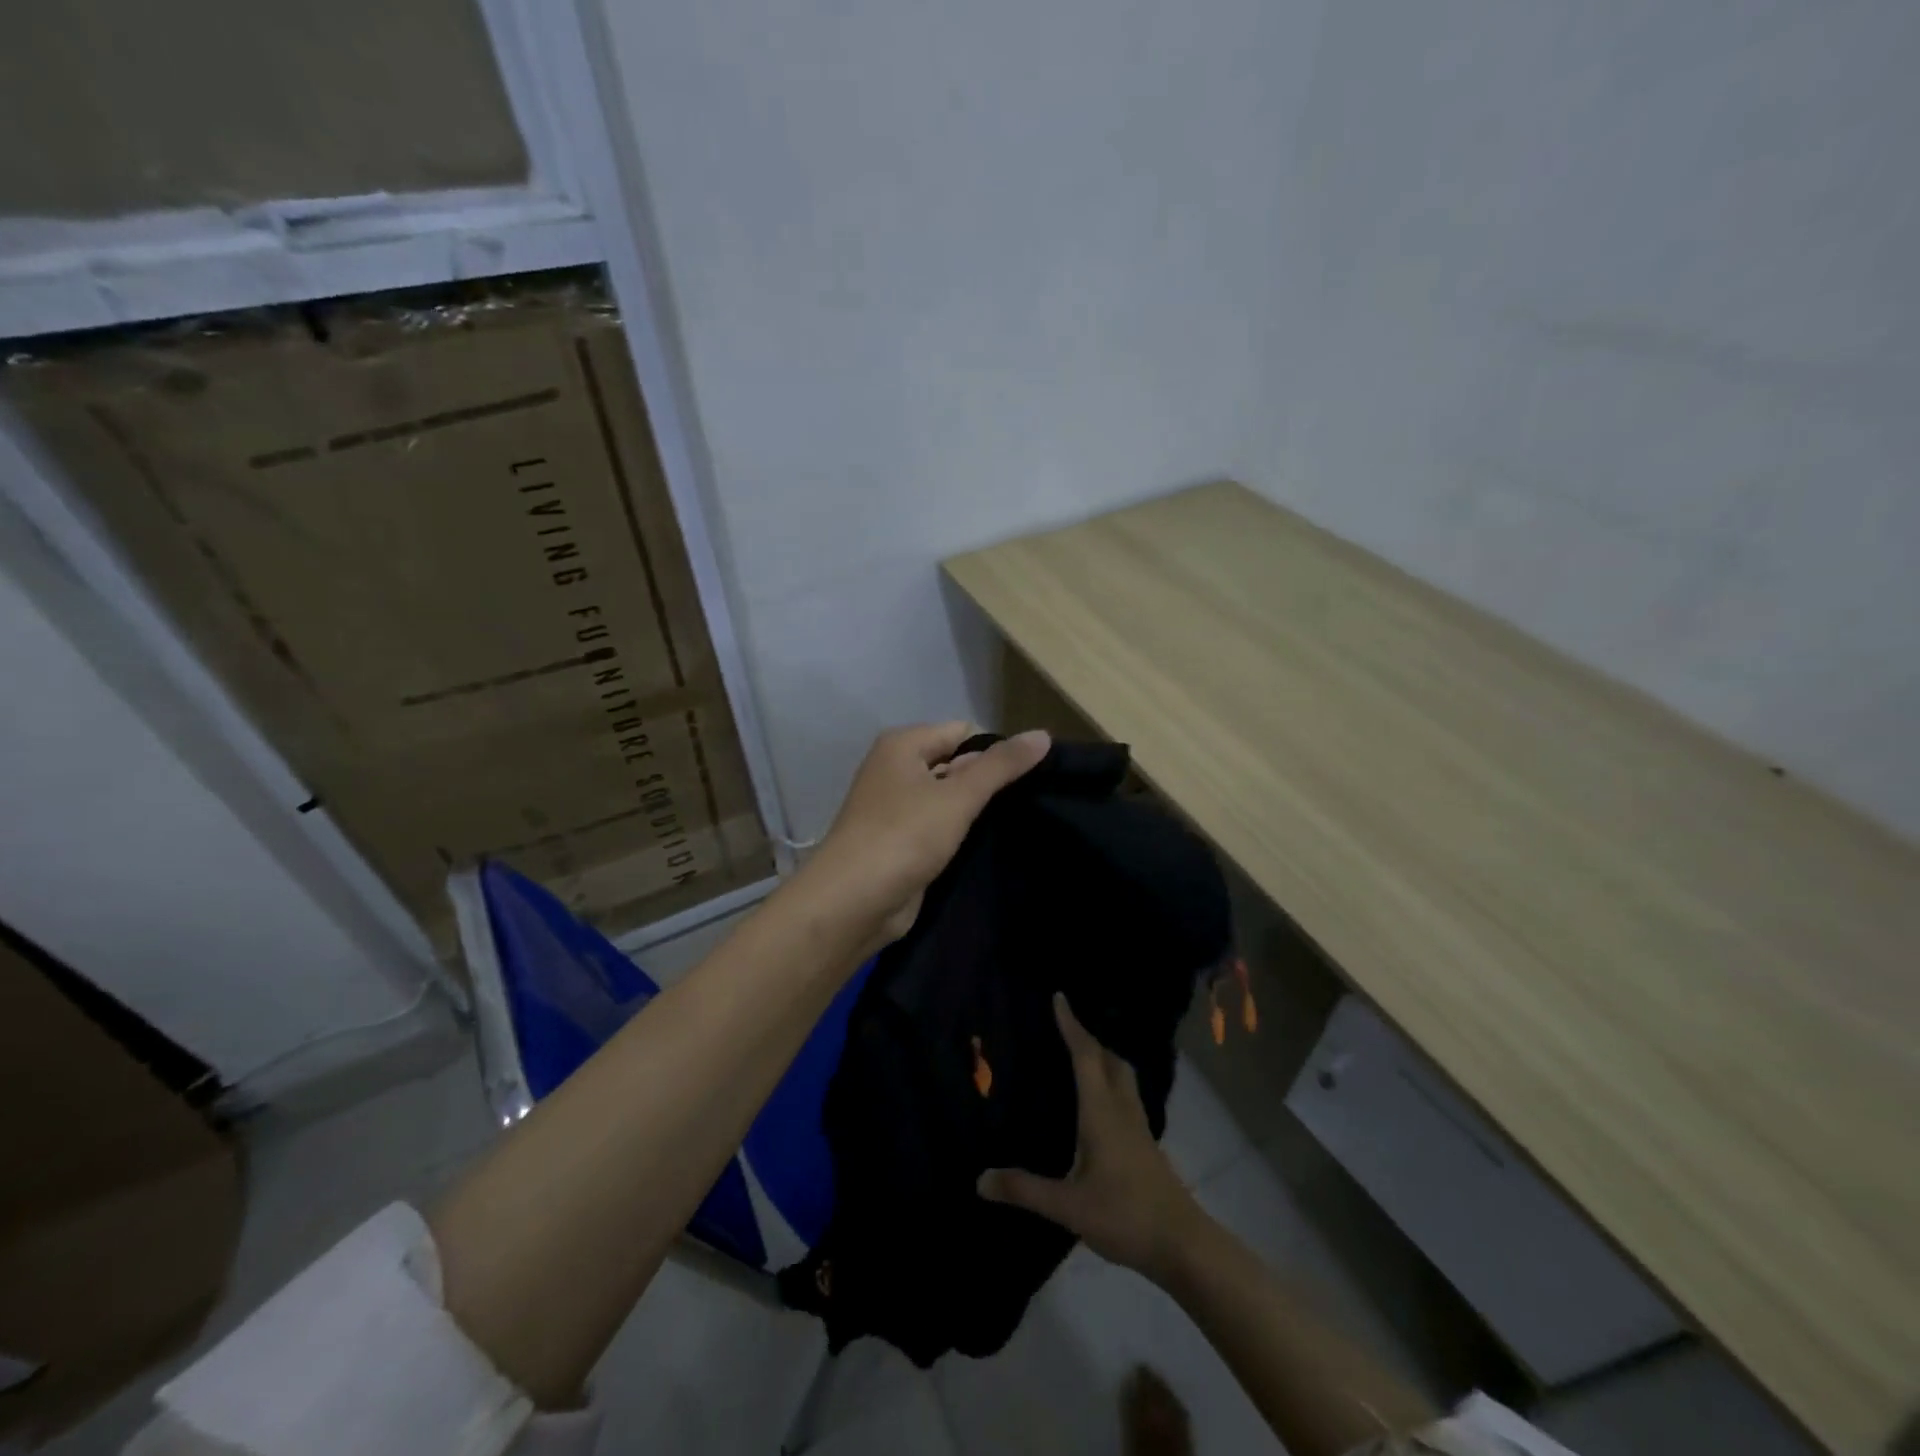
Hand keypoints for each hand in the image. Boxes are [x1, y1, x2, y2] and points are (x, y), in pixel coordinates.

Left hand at [801, 722, 1049, 953]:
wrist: (853, 902)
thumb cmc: (903, 836)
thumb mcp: (958, 796)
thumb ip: (1001, 766)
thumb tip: (1042, 734)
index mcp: (902, 746)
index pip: (962, 733)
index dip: (994, 752)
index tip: (1027, 778)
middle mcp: (895, 770)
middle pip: (955, 764)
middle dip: (986, 782)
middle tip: (1028, 803)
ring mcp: (895, 808)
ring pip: (947, 799)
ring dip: (974, 811)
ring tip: (1015, 823)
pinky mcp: (900, 843)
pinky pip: (938, 827)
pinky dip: (959, 834)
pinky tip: (987, 846)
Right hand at [979, 994, 1204, 1281]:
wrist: (1182, 1244)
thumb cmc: (1124, 1215)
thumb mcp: (1068, 1207)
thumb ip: (1025, 1190)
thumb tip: (979, 1179)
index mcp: (1101, 1112)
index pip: (1085, 1056)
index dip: (1071, 1025)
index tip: (1059, 997)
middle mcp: (1122, 1110)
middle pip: (1109, 1059)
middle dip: (1088, 1038)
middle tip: (1066, 1027)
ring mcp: (1139, 1126)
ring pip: (1123, 1076)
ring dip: (1104, 1057)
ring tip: (1083, 1058)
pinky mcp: (1146, 1144)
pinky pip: (1127, 1096)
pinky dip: (1112, 1082)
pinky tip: (1101, 1105)